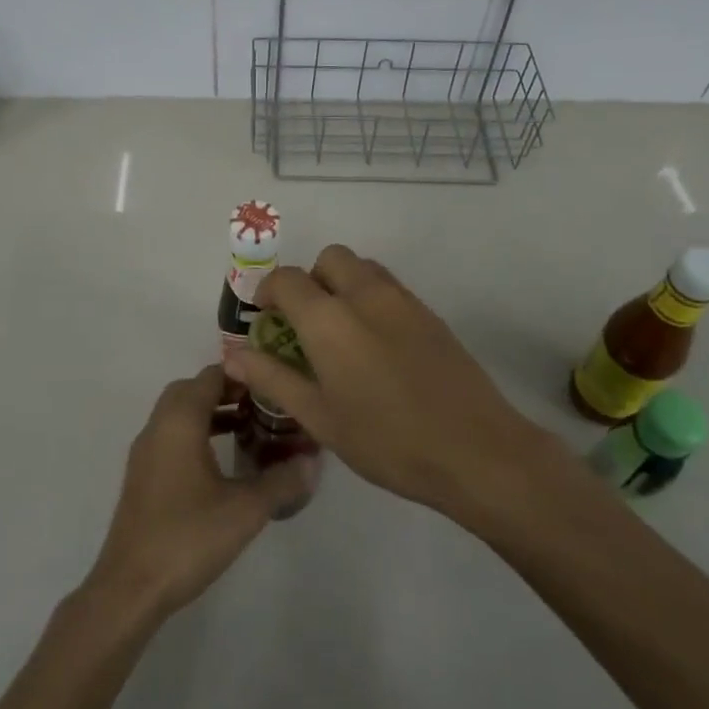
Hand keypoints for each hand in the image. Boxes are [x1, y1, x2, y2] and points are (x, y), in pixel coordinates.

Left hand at [82, 365, 314, 621]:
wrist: (130, 588)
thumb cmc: (188, 537)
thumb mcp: (245, 509)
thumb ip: (282, 480)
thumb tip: (312, 461)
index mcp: (180, 421)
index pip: (211, 376)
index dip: (243, 376)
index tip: (274, 386)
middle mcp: (158, 426)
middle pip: (192, 390)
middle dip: (227, 392)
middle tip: (261, 407)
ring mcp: (145, 452)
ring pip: (179, 414)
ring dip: (210, 413)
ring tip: (248, 430)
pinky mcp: (142, 476)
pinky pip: (171, 436)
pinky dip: (196, 434)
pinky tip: (221, 463)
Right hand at [223, 245, 552, 521]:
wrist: (475, 449)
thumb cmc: (387, 441)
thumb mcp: (320, 417)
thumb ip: (273, 378)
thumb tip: (234, 355)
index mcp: (329, 318)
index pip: (287, 279)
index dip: (268, 292)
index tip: (266, 319)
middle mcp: (364, 294)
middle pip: (329, 258)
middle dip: (309, 280)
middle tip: (305, 323)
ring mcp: (402, 299)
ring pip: (362, 267)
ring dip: (342, 284)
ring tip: (341, 333)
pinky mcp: (429, 312)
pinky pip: (389, 287)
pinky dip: (370, 298)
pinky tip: (377, 346)